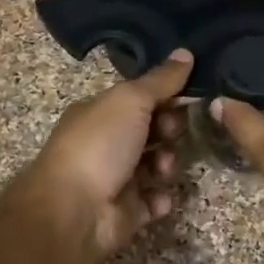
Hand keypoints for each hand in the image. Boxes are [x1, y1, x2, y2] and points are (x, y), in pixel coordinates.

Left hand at [18, 50, 192, 263]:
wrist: (73, 210)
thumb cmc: (99, 145)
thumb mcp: (130, 100)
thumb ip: (161, 80)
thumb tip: (186, 52)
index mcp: (100, 113)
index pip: (139, 99)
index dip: (165, 96)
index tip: (189, 96)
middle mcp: (105, 143)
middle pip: (151, 131)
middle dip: (169, 130)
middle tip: (171, 133)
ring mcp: (115, 179)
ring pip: (155, 166)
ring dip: (167, 163)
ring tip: (163, 168)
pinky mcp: (125, 212)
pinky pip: (152, 201)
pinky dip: (159, 199)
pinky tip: (157, 197)